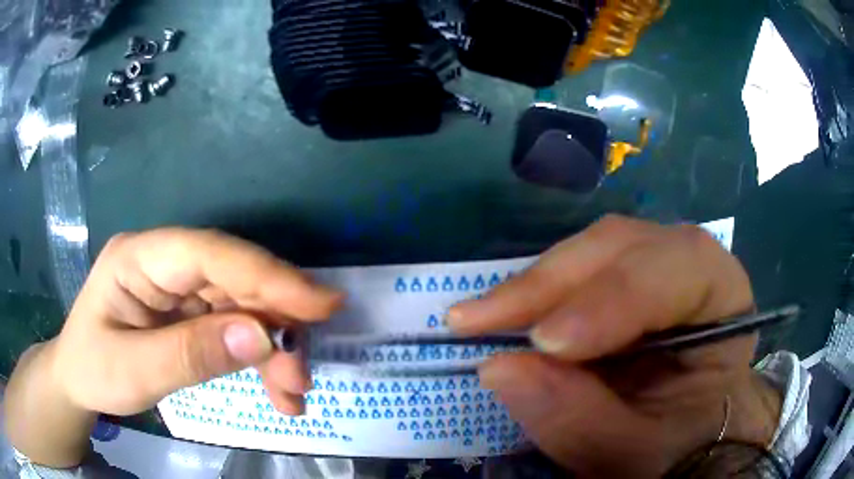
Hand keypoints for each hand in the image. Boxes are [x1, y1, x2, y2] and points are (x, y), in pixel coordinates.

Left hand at [51, 228, 341, 415]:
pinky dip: (261, 360)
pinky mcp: (190, 312)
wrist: (78, 380)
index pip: (209, 253)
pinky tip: (276, 391)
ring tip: (292, 395)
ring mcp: (180, 287)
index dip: (266, 275)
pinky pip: (235, 327)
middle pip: (234, 280)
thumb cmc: (93, 369)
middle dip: (275, 326)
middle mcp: (166, 262)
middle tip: (302, 376)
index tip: (322, 305)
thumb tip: (262, 338)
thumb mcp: (134, 371)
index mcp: (140, 258)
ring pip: (243, 305)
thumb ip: (191, 354)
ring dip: (274, 350)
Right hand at [449, 216, 781, 477]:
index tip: (546, 340)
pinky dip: (537, 293)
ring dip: (535, 284)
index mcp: (725, 304)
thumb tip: (498, 368)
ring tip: (479, 316)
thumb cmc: (677, 449)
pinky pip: (578, 272)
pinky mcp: (622, 287)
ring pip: (596, 250)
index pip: (686, 268)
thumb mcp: (634, 454)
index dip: (618, 295)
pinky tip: (504, 314)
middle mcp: (692, 272)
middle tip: (480, 319)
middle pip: (628, 245)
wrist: (683, 447)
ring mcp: (654, 272)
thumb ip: (578, 421)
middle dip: (555, 281)